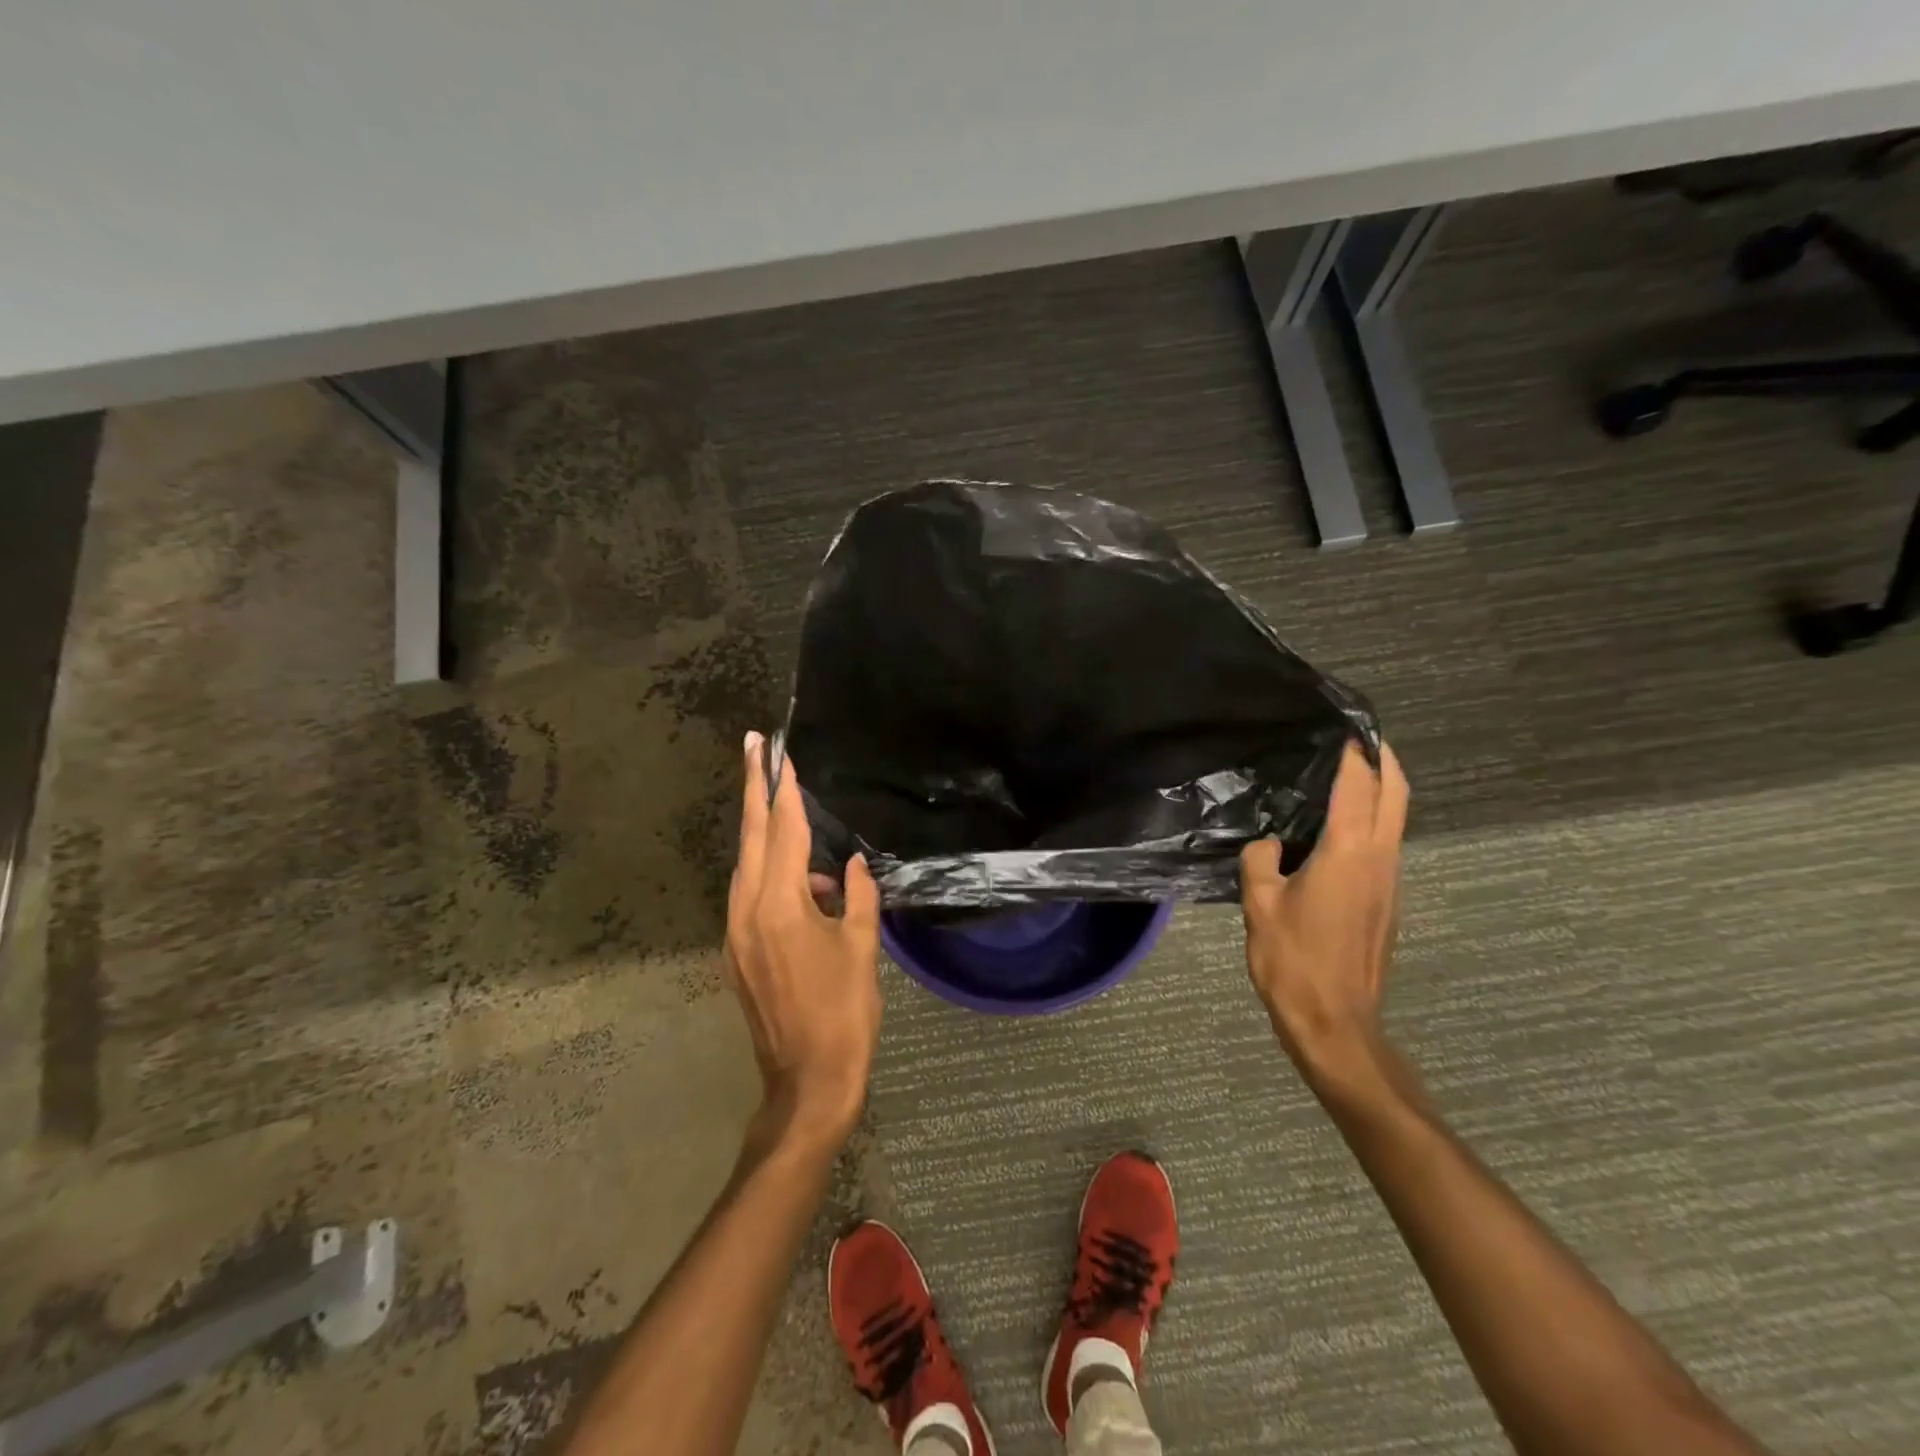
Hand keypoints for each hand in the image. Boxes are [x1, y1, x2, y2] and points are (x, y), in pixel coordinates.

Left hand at [728, 731, 882, 1150]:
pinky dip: (771, 873)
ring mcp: (736, 932)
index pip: (783, 832)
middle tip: (752, 747)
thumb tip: (850, 865)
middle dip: (754, 789)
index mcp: (780, 905)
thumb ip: (857, 896)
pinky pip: (750, 894)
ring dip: (765, 832)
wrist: (807, 1081)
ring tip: (790, 810)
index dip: (784, 789)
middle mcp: (747, 911)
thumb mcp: (862, 947)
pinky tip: (805, 883)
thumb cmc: (844, 1012)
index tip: (779, 753)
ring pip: (747, 865)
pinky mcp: (737, 952)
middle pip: (751, 837)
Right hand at [1240, 739, 1407, 1078]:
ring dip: (1381, 789)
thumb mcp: (1259, 904)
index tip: (1345, 725)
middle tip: (1360, 737)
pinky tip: (1338, 826)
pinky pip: (1384, 843)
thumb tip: (1269, 845)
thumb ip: (1260, 862)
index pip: (1359, 786)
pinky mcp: (1387, 901)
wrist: (1335, 1022)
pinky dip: (1372, 819)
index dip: (1355, 752)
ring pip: (1396, 819)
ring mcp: (1390, 881)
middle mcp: (1380, 859)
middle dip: (1385, 760)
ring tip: (1346, 773)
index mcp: (1348, 852)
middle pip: (1396, 794)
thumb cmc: (1293, 960)